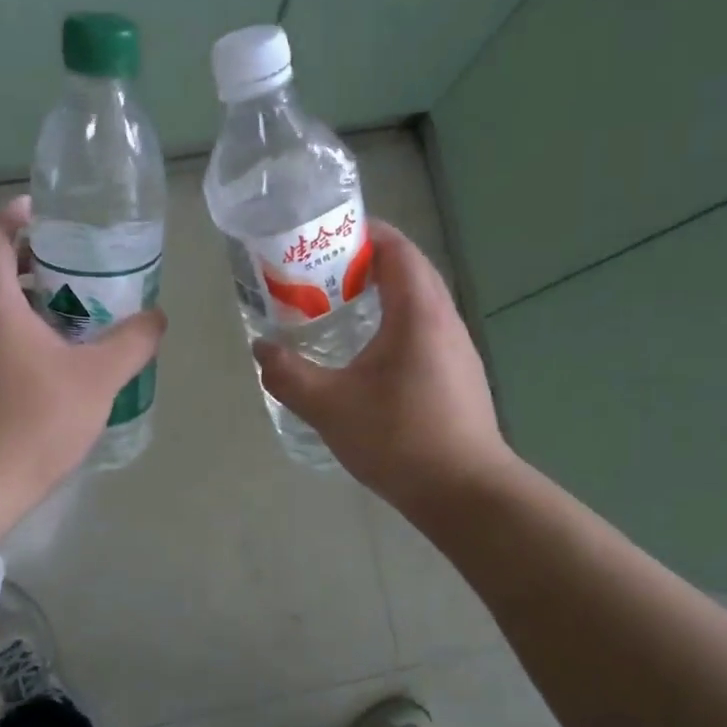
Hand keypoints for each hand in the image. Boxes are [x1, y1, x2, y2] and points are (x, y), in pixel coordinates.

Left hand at [0, 196, 164, 535]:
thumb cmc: (35, 420)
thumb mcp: (98, 378)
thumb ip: (132, 341)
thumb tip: (157, 317)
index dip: (15, 213)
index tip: (48, 217)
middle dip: (32, 262)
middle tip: (78, 274)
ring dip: (25, 302)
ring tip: (72, 321)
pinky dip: (12, 333)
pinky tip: (48, 365)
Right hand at [253, 220, 509, 511]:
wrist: (465, 493)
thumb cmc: (399, 438)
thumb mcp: (329, 406)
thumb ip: (288, 374)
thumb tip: (261, 349)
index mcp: (418, 311)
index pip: (396, 248)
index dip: (362, 233)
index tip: (324, 239)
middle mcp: (444, 320)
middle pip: (408, 271)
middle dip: (365, 264)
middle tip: (320, 276)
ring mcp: (457, 349)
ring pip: (417, 303)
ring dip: (381, 297)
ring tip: (337, 311)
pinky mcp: (459, 376)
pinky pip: (423, 331)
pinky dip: (393, 326)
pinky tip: (367, 357)